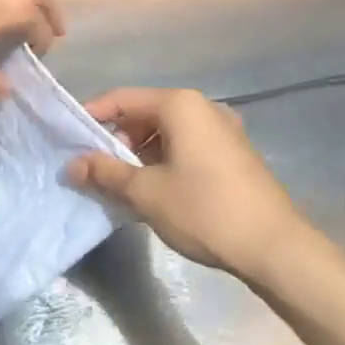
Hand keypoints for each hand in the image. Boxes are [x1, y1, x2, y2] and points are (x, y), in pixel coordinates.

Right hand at [70, 87, 303, 276]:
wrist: (275, 246)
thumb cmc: (205, 209)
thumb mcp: (147, 193)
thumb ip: (106, 173)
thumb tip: (72, 165)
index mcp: (179, 104)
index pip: (122, 99)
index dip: (93, 116)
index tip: (70, 139)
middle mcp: (202, 106)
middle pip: (146, 114)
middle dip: (118, 140)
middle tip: (97, 171)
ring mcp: (222, 129)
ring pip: (168, 132)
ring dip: (141, 154)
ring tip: (124, 186)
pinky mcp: (234, 153)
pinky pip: (188, 146)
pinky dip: (165, 161)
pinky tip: (157, 191)